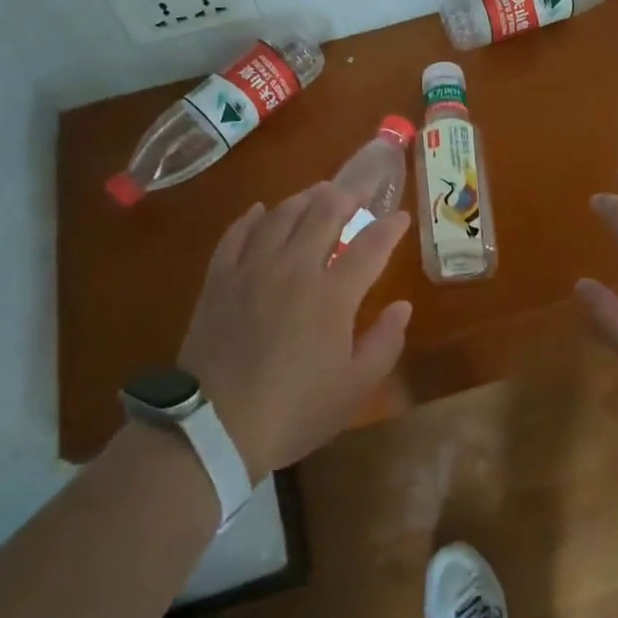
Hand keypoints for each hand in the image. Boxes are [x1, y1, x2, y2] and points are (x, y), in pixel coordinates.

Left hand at [176, 184, 411, 479]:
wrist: (215, 427)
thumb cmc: (294, 411)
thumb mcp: (354, 387)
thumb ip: (385, 342)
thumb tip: (403, 306)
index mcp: (332, 294)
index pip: (370, 246)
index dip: (389, 227)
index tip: (400, 216)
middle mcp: (294, 268)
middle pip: (324, 214)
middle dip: (348, 196)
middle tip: (360, 190)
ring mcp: (252, 269)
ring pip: (281, 215)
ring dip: (305, 198)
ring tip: (319, 191)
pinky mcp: (220, 279)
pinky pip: (237, 233)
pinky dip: (252, 217)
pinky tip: (261, 210)